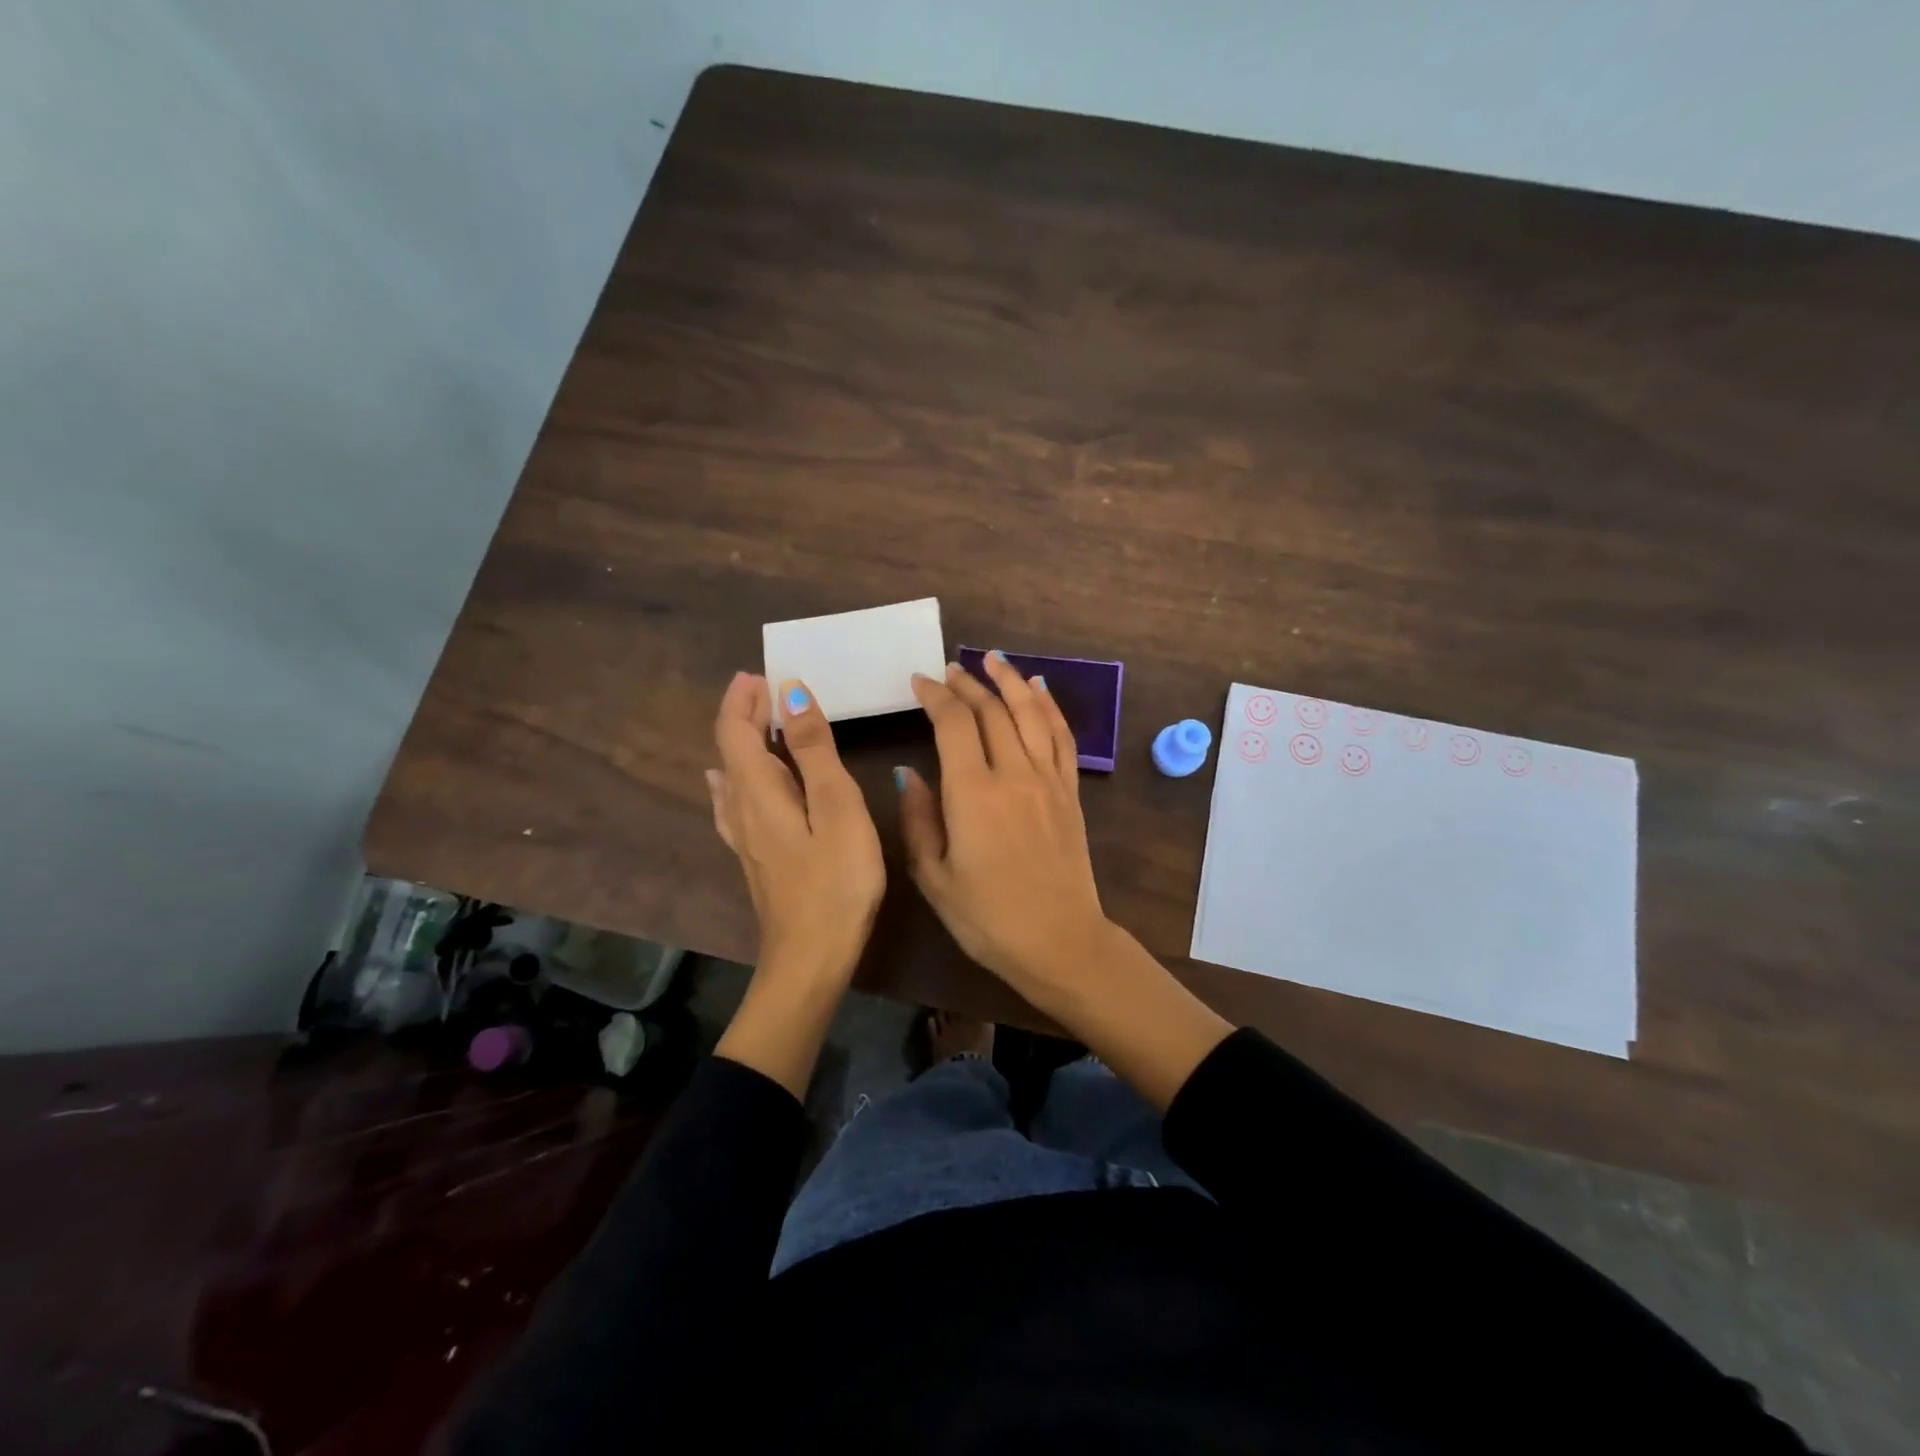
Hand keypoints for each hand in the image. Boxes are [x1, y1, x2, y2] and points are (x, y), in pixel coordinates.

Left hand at [706, 672, 884, 983]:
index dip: (742, 699)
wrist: (811, 959)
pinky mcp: (756, 858)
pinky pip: (734, 802)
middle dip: (743, 714)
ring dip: (742, 742)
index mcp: (759, 792)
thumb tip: (790, 693)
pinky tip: (729, 784)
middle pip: (730, 751)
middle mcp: (742, 810)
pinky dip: (735, 777)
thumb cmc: (836, 882)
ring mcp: (745, 838)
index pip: (735, 732)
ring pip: (731, 776)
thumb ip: (814, 751)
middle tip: (767, 686)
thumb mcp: (836, 808)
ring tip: (760, 721)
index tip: (760, 672)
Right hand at [896, 655, 1109, 1016]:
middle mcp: (1013, 774)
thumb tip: (907, 773)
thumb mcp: (934, 877)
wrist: (1059, 941)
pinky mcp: (1070, 792)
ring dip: (1010, 682)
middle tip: (950, 669)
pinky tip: (1039, 690)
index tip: (920, 681)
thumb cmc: (988, 918)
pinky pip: (1062, 737)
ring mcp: (1047, 780)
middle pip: (991, 711)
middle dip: (968, 684)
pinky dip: (1049, 708)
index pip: (953, 724)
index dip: (935, 696)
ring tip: (993, 659)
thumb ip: (918, 820)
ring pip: (1029, 713)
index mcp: (972, 793)